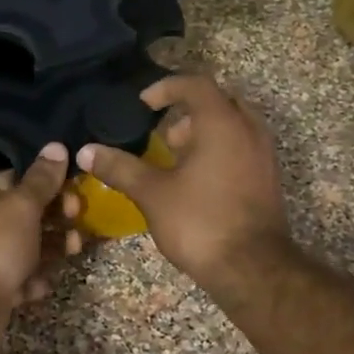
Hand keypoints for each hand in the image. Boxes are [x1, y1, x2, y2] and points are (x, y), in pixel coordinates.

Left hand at [0, 142, 72, 331]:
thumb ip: (42, 179)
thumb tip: (56, 146)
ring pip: (22, 247)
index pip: (12, 179)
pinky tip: (38, 286)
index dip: (46, 185)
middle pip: (20, 215)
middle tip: (76, 223)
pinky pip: (15, 275)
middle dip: (54, 220)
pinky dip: (30, 278)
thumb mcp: (22, 205)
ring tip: (72, 251)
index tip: (73, 192)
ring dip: (50, 249)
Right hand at [76, 75, 293, 301]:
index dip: (166, 87)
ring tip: (175, 158)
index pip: (195, 84)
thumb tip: (85, 151)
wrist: (253, 270)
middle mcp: (249, 130)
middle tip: (163, 133)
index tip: (142, 104)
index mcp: (222, 123)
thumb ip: (119, 167)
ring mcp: (263, 155)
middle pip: (219, 101)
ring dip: (204, 132)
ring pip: (233, 126)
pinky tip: (195, 181)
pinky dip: (219, 150)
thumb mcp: (152, 193)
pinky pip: (242, 148)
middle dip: (188, 111)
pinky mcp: (267, 179)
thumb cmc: (200, 222)